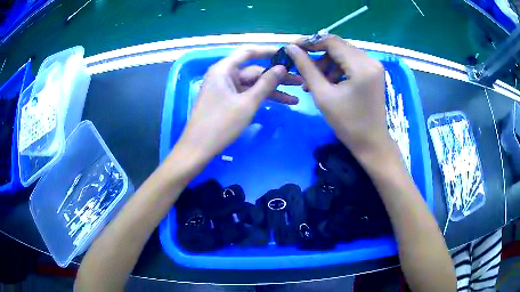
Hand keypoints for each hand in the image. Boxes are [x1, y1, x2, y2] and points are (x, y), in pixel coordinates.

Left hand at [176, 47, 302, 163]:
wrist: (198, 148)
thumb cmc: (221, 124)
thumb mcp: (247, 103)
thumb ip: (266, 83)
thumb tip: (281, 67)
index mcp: (224, 69)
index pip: (248, 52)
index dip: (268, 51)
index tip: (286, 54)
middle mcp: (224, 75)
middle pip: (254, 71)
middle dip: (277, 78)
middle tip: (300, 82)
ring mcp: (225, 89)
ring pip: (253, 85)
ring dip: (272, 91)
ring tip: (296, 98)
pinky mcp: (227, 101)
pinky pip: (247, 95)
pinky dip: (261, 98)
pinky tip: (280, 103)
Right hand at [285, 35, 392, 159]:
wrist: (371, 143)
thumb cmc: (347, 123)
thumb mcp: (323, 95)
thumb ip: (306, 68)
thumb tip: (291, 48)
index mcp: (361, 66)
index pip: (331, 41)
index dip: (310, 41)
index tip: (293, 48)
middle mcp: (371, 61)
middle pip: (338, 46)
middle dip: (318, 55)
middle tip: (302, 68)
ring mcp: (374, 66)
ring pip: (344, 54)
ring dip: (327, 64)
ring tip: (315, 81)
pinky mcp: (374, 73)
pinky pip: (351, 63)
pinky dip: (338, 69)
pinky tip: (329, 83)